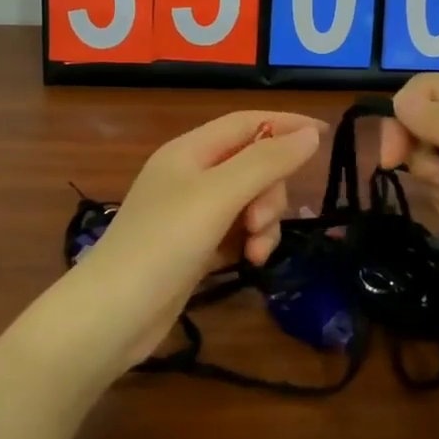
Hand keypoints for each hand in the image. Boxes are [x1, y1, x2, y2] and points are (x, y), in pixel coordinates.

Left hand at [67, 110, 324, 367]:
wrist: (112, 315)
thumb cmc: (163, 244)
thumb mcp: (218, 196)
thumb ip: (266, 162)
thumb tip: (311, 134)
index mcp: (189, 151)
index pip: (246, 122)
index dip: (285, 125)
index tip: (325, 136)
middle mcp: (191, 175)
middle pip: (253, 164)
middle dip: (270, 191)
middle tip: (263, 222)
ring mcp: (192, 213)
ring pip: (250, 200)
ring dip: (264, 222)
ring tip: (256, 251)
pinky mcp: (196, 247)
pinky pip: (238, 230)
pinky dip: (250, 241)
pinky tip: (248, 262)